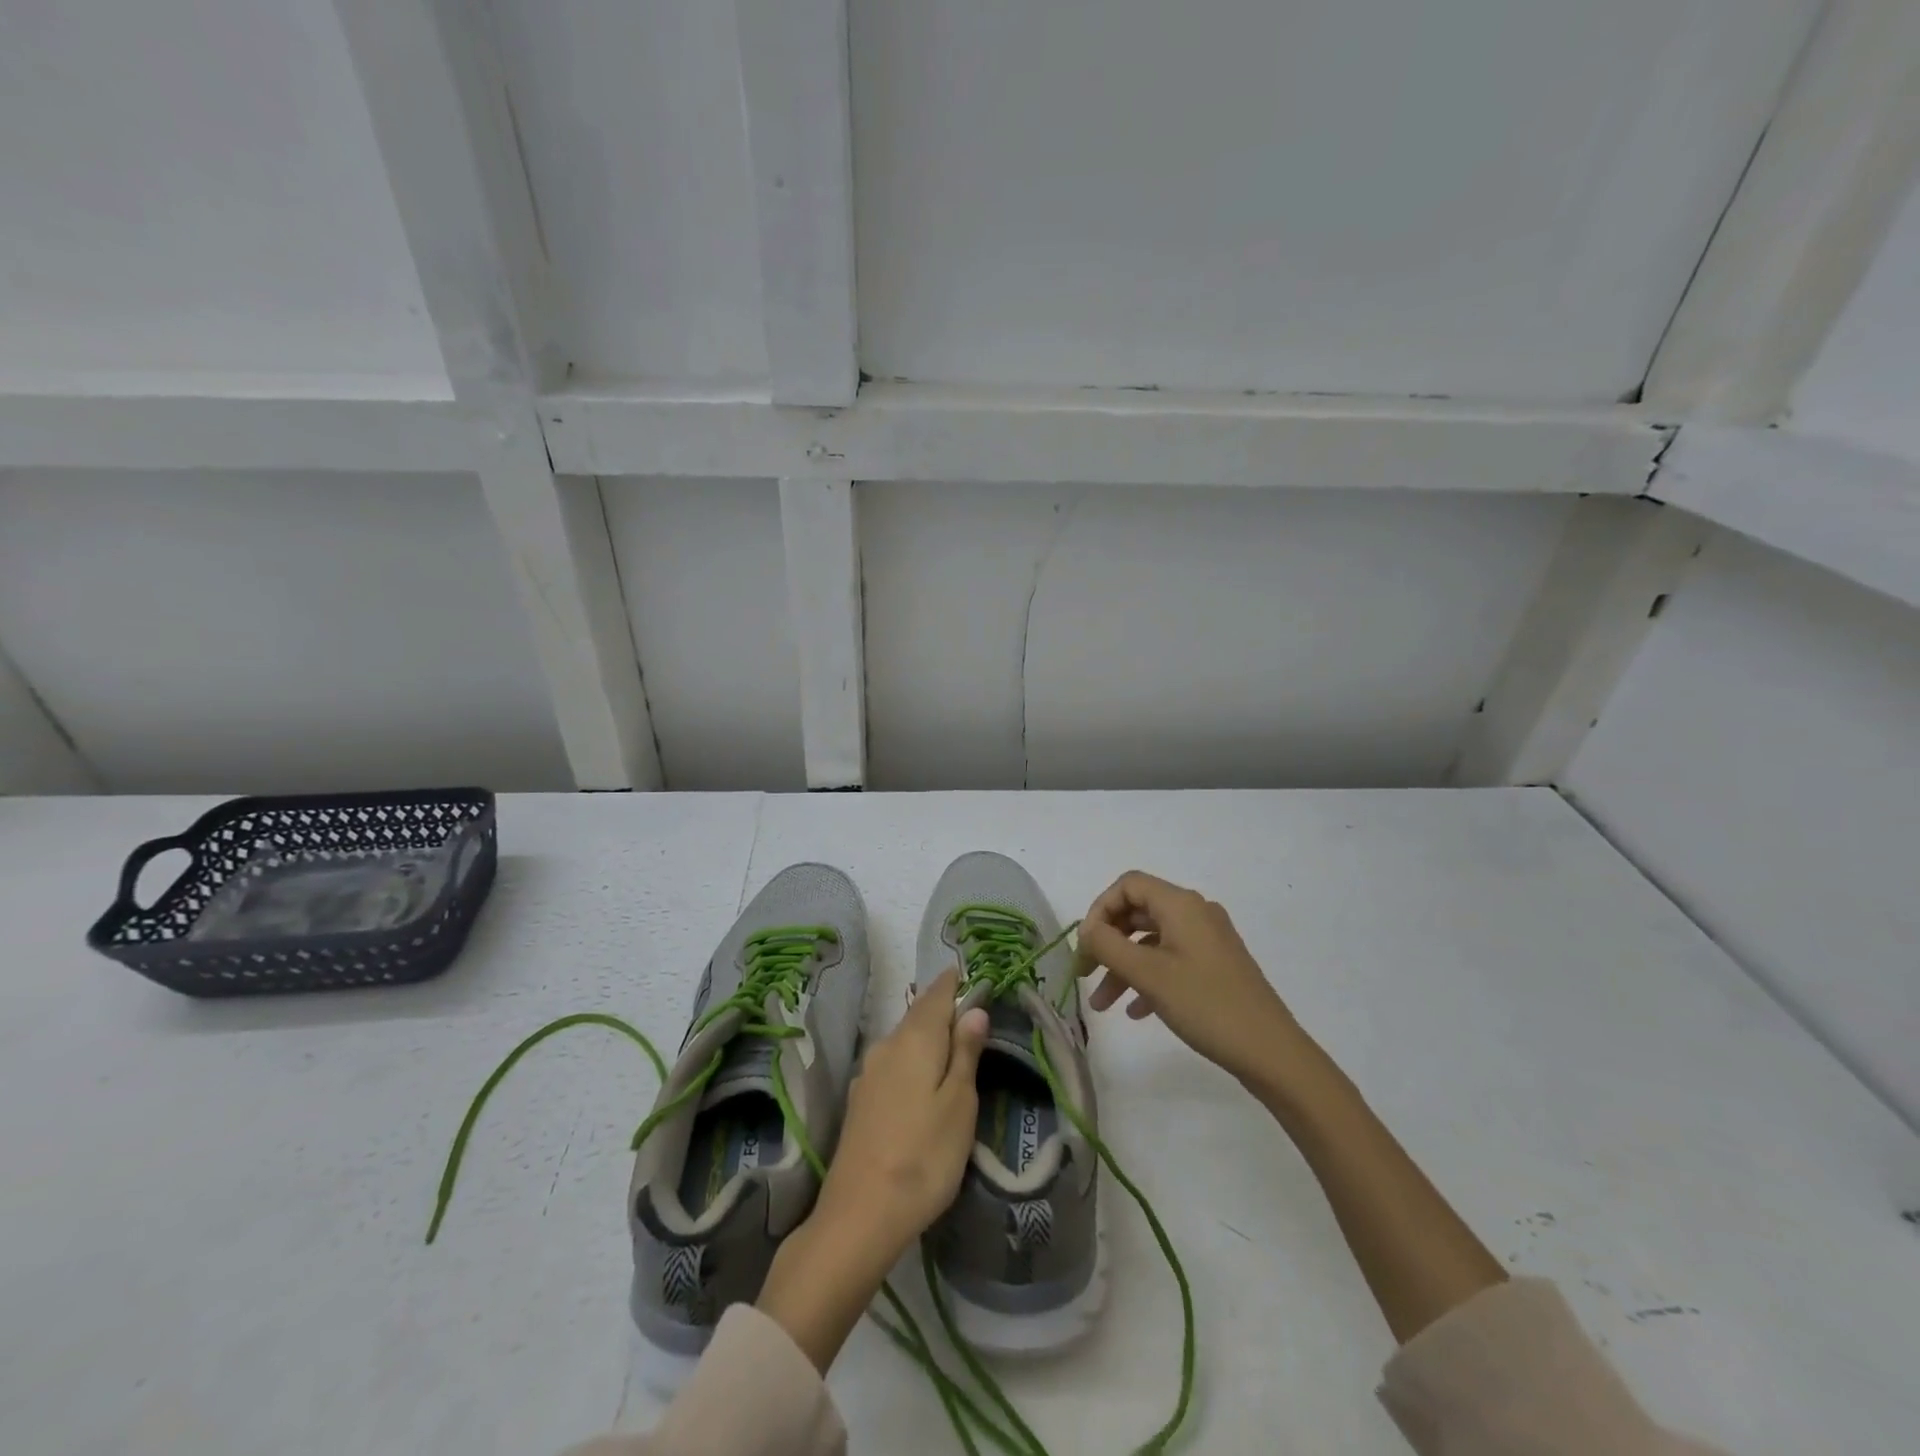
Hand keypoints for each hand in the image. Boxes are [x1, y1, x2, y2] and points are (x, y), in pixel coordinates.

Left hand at [813, 966, 989, 1259]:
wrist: (859, 1215)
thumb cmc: (924, 1156)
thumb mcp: (959, 1105)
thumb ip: (966, 1053)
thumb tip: (974, 1009)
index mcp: (914, 1040)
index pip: (937, 995)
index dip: (953, 982)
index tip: (968, 972)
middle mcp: (886, 1046)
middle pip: (918, 1015)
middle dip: (941, 1006)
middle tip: (966, 1005)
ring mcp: (868, 1074)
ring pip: (903, 1039)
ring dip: (926, 1034)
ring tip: (950, 1040)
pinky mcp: (860, 1101)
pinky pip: (893, 1062)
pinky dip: (912, 1058)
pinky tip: (921, 1075)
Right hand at [1076, 871, 1306, 1085]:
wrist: (1271, 1052)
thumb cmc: (1206, 1005)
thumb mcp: (1148, 974)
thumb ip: (1108, 945)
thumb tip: (1086, 929)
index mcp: (1181, 905)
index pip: (1128, 885)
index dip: (1099, 909)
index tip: (1085, 945)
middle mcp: (1195, 913)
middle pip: (1138, 911)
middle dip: (1108, 942)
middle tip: (1086, 973)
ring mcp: (1208, 940)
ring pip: (1151, 940)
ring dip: (1123, 966)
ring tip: (1103, 1004)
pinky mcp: (1216, 966)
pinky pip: (1171, 960)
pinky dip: (1147, 978)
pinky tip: (1136, 1010)